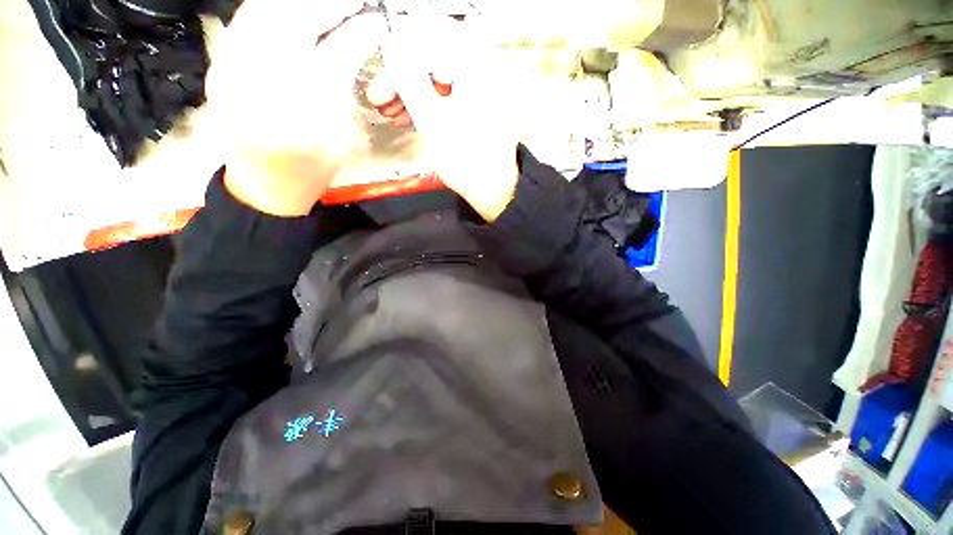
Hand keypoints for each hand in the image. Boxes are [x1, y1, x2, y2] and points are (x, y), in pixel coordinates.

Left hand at [205, 0, 383, 215]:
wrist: (263, 185)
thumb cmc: (310, 171)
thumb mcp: (340, 138)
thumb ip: (344, 87)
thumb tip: (356, 40)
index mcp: (304, 120)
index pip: (332, 58)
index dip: (355, 32)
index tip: (374, 18)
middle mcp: (261, 90)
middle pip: (291, 24)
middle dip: (326, 5)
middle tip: (353, 2)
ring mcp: (230, 73)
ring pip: (264, 14)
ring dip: (300, 2)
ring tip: (328, 4)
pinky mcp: (218, 65)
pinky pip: (245, 19)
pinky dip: (271, 6)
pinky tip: (294, 9)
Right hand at [368, 17, 520, 221]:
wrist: (495, 191)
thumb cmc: (466, 160)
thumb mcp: (431, 121)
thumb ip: (408, 79)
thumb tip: (390, 45)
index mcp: (476, 66)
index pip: (429, 39)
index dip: (398, 55)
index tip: (380, 77)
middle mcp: (483, 69)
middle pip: (434, 58)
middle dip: (402, 78)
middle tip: (379, 98)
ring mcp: (483, 88)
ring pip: (439, 78)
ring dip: (411, 93)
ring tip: (390, 112)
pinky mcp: (480, 106)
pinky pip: (449, 94)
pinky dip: (429, 103)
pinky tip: (410, 117)